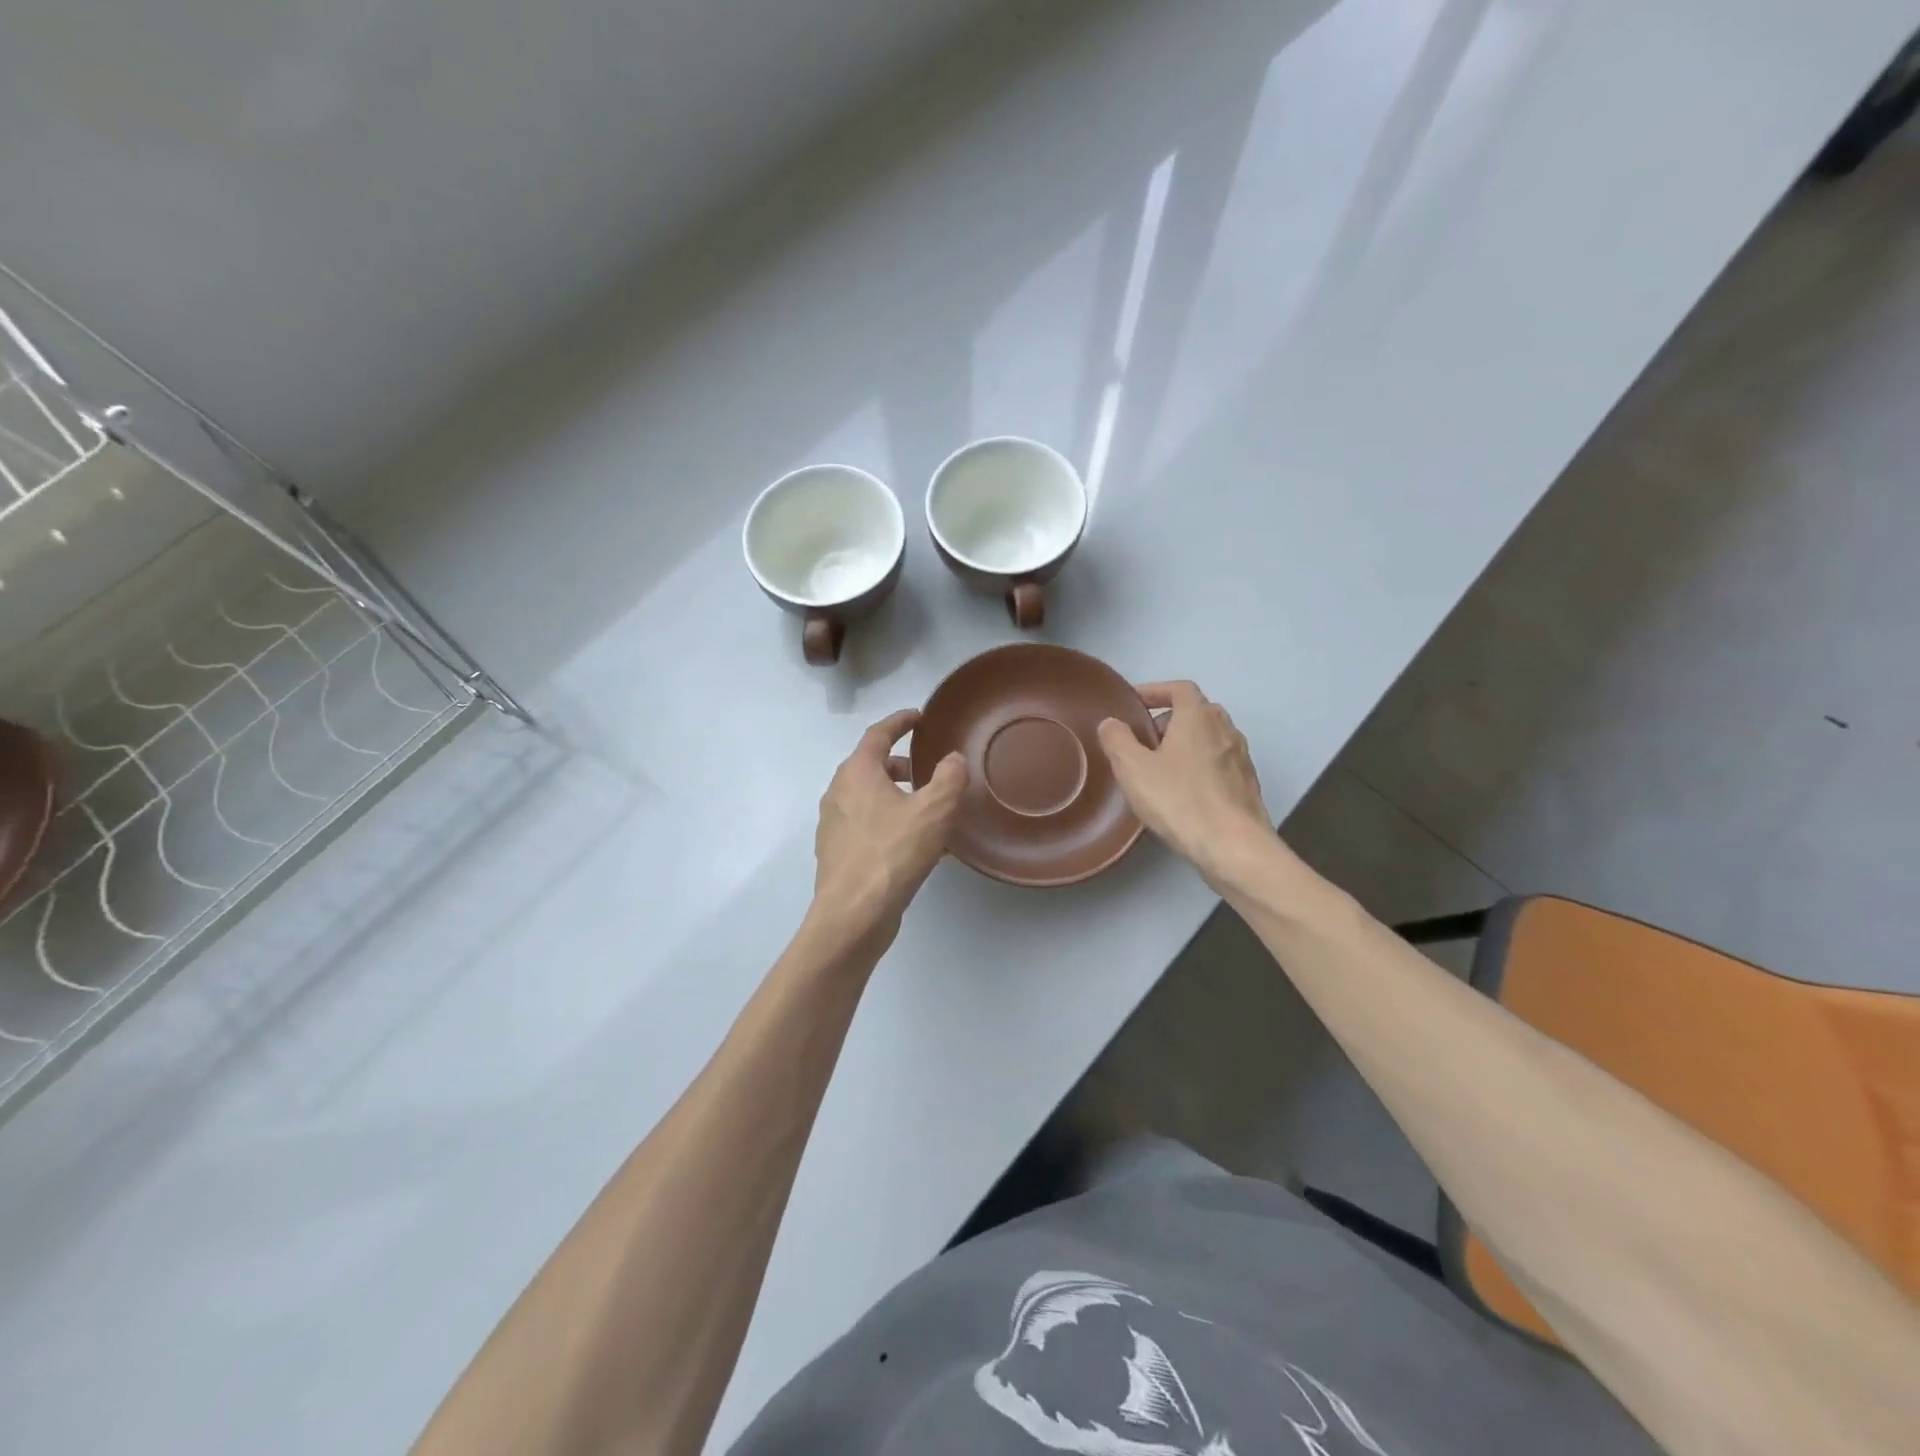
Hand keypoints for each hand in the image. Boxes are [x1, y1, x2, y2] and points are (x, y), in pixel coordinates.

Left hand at [812, 709, 966, 940]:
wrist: (853, 915)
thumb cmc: (892, 853)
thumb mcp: (934, 811)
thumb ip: (949, 778)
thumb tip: (953, 759)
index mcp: (856, 773)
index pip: (878, 734)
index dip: (900, 721)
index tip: (919, 717)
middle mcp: (838, 793)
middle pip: (869, 766)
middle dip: (898, 764)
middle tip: (926, 770)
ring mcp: (833, 825)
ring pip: (867, 798)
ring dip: (894, 796)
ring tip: (925, 811)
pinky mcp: (836, 854)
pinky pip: (866, 825)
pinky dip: (888, 822)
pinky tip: (913, 845)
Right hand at [1097, 682, 1272, 887]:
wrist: (1234, 847)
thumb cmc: (1180, 800)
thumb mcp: (1133, 768)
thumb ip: (1117, 739)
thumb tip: (1112, 723)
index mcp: (1198, 717)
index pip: (1179, 688)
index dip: (1155, 691)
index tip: (1134, 704)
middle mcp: (1225, 730)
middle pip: (1196, 712)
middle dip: (1168, 720)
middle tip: (1143, 741)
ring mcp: (1241, 758)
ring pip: (1209, 739)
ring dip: (1185, 745)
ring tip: (1160, 769)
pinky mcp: (1246, 786)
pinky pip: (1218, 764)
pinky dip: (1199, 767)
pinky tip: (1183, 794)